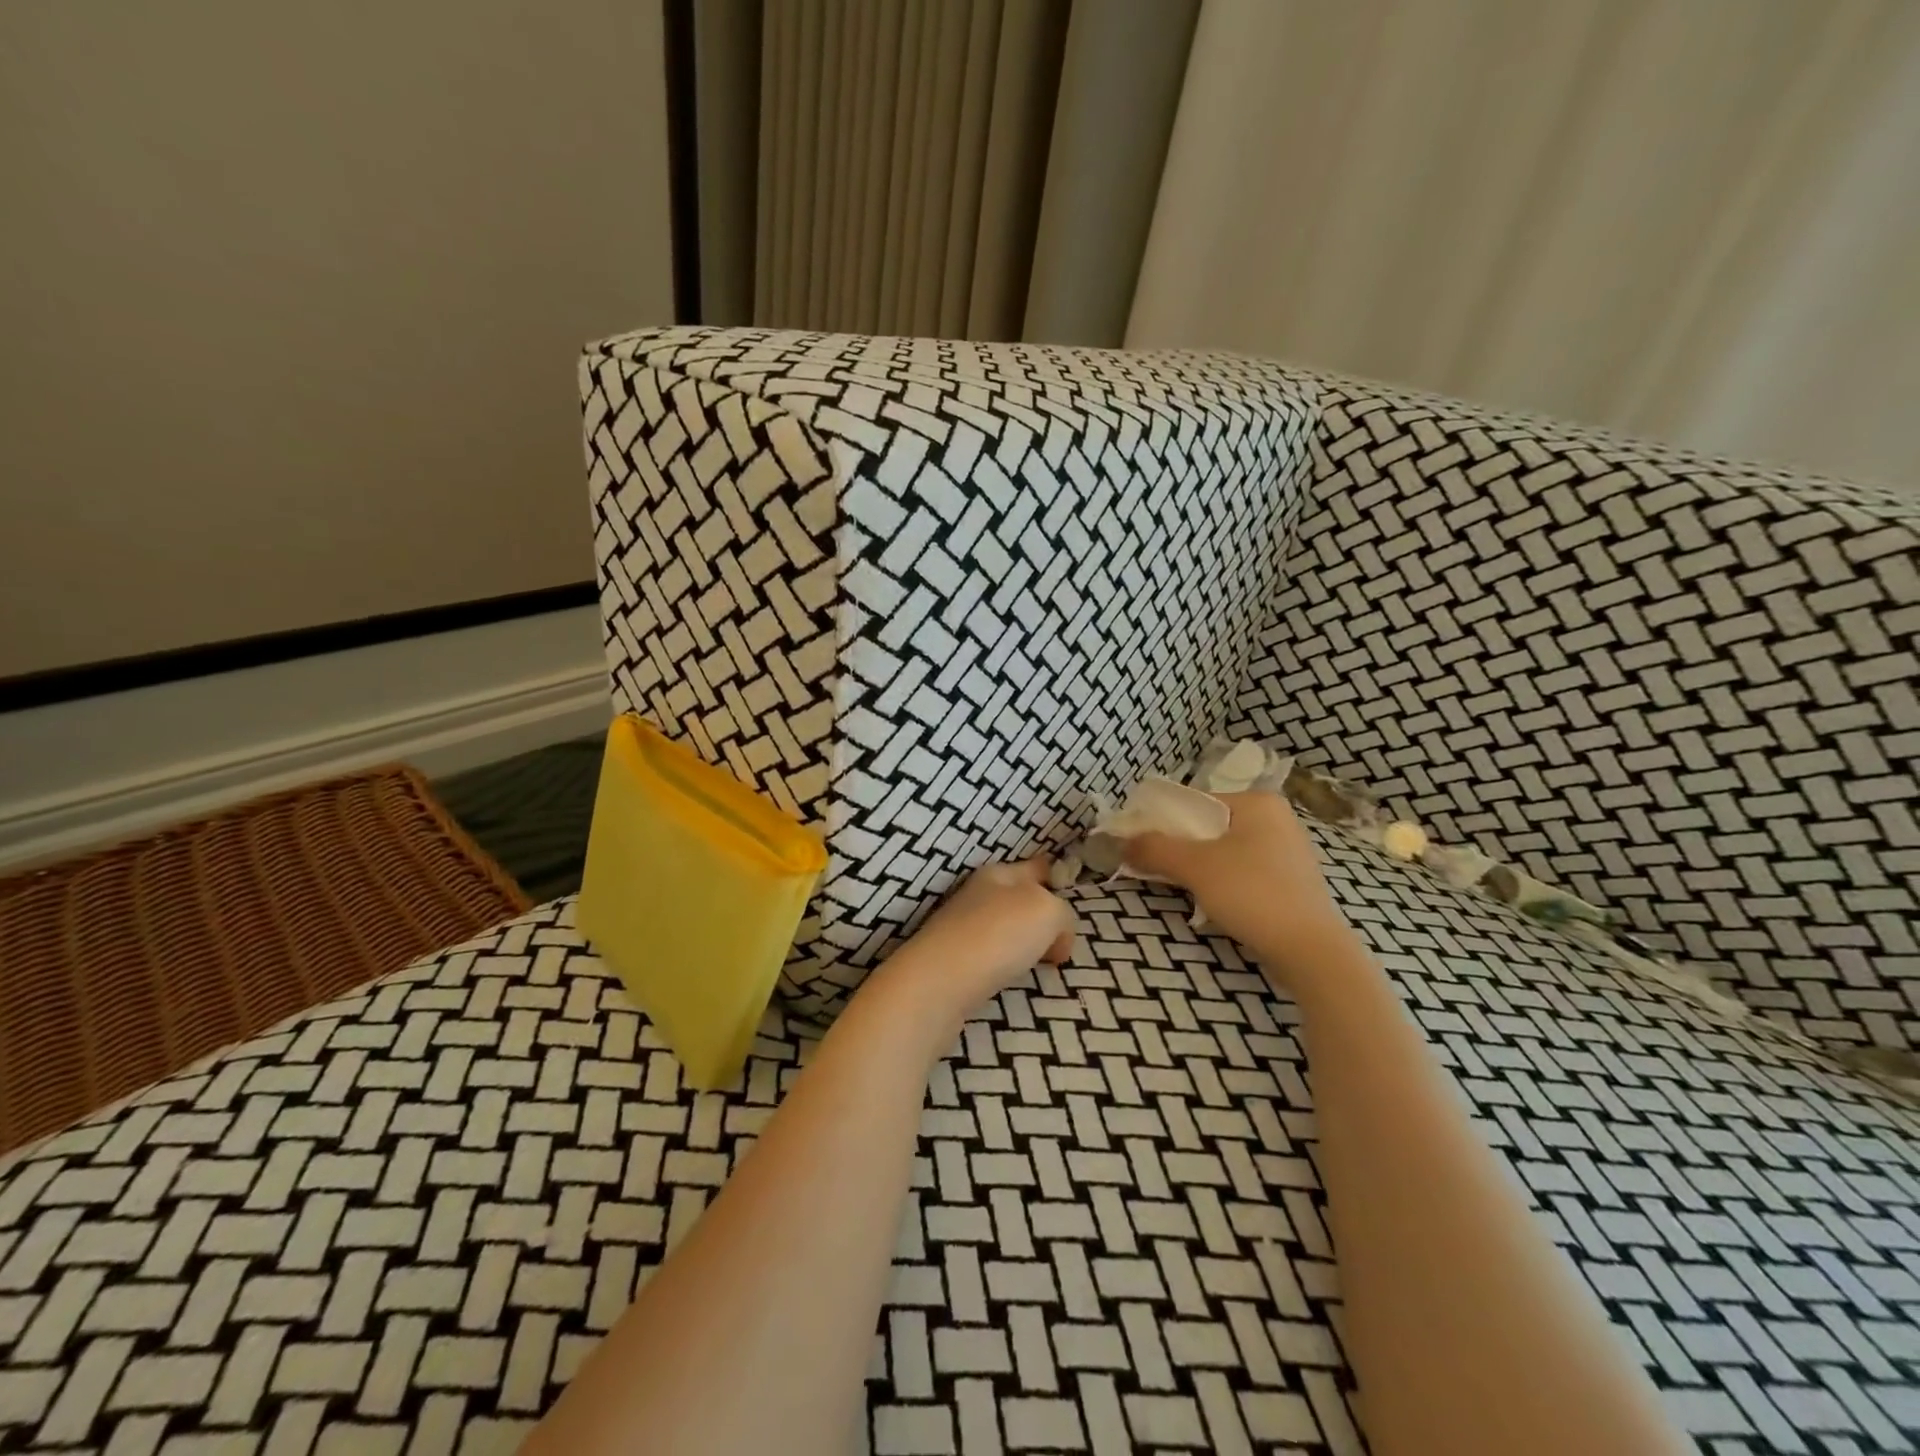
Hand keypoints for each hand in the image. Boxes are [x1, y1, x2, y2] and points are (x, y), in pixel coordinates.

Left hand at [867, 857, 1075, 1034]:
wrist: (941, 981)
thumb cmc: (998, 934)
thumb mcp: (1048, 912)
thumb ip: (1063, 916)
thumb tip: (1056, 939)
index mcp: (998, 873)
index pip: (1036, 867)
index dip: (1054, 875)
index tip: (1068, 889)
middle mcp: (977, 895)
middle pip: (1019, 898)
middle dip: (1041, 915)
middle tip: (1062, 940)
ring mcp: (961, 927)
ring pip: (1005, 927)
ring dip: (1024, 941)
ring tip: (1041, 960)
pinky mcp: (953, 960)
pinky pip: (992, 954)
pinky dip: (1006, 962)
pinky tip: (1011, 975)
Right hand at [1123, 792, 1360, 993]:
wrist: (1309, 951)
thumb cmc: (1252, 893)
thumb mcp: (1194, 866)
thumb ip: (1154, 848)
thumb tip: (1121, 842)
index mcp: (1258, 803)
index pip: (1196, 802)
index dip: (1163, 822)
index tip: (1141, 844)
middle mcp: (1278, 820)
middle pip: (1210, 828)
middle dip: (1181, 848)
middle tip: (1155, 868)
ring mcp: (1289, 852)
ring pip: (1226, 852)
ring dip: (1200, 868)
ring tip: (1181, 888)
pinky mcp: (1293, 883)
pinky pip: (1244, 872)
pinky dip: (1224, 883)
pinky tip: (1213, 904)